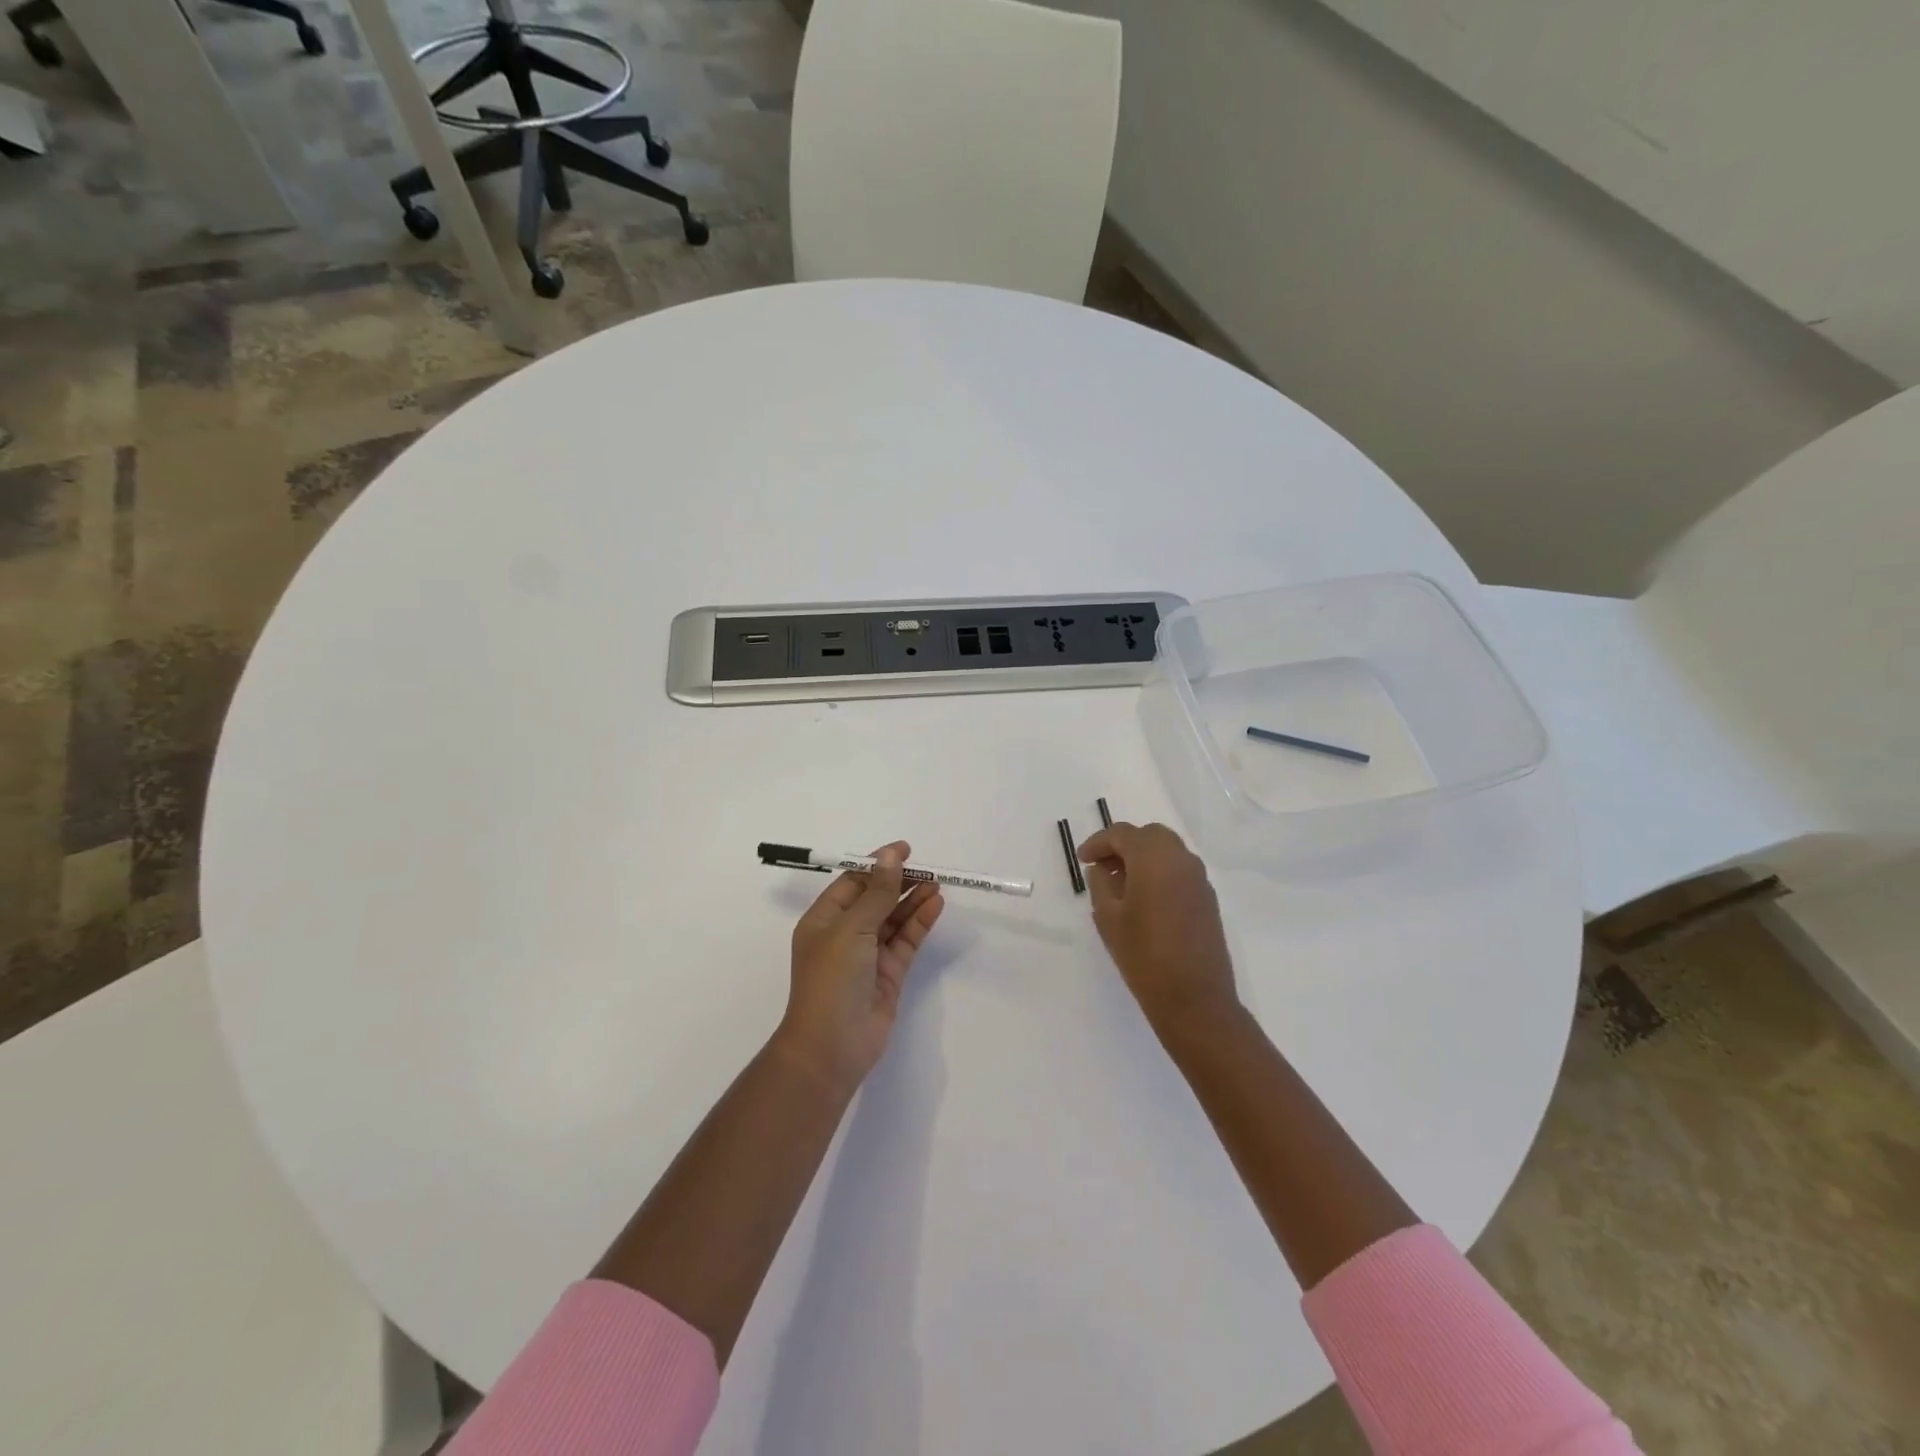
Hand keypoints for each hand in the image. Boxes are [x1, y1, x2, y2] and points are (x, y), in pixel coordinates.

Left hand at [777, 842, 944, 1090]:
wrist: (832, 1047)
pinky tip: (936, 905)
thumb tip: (891, 856)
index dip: (877, 864)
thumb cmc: (832, 980)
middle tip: (928, 868)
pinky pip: (906, 940)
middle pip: (876, 898)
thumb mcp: (852, 928)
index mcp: (824, 920)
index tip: (905, 850)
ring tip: (938, 883)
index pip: (852, 882)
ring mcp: (868, 955)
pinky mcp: (888, 974)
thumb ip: (877, 892)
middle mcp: (845, 934)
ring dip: (913, 900)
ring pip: (893, 919)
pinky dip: (920, 923)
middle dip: (900, 882)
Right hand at [1079, 822, 1240, 1037]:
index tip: (1082, 860)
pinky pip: (1180, 871)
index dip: (1097, 843)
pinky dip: (1160, 873)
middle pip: (1148, 835)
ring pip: (1167, 851)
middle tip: (1101, 868)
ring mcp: (1198, 878)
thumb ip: (1100, 884)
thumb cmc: (1143, 954)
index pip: (1121, 834)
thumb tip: (1102, 869)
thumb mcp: (1107, 917)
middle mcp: (1180, 858)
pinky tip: (1145, 899)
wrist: (1194, 998)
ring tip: (1121, 885)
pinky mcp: (1207, 898)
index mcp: (1153, 857)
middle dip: (1123, 845)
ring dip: (1143, 858)